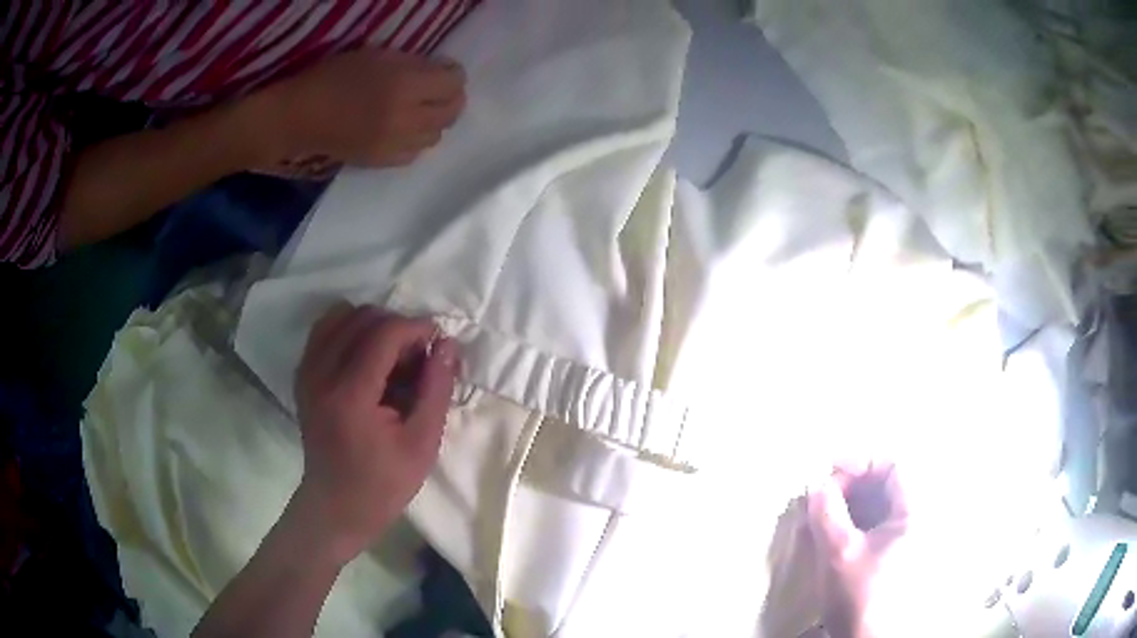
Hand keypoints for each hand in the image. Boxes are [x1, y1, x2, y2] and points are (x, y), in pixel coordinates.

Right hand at [240, 50, 465, 168]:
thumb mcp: (377, 55)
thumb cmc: (333, 76)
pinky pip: (415, 154)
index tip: (444, 70)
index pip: (453, 84)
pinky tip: (403, 129)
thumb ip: (412, 63)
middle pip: (451, 112)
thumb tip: (439, 72)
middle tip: (439, 90)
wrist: (299, 117)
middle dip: (452, 98)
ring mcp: (394, 144)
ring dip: (434, 120)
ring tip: (419, 109)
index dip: (453, 74)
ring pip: (436, 135)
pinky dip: (416, 140)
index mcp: (404, 85)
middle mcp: (406, 118)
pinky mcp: (381, 162)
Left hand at [291, 304, 459, 564]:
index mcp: (350, 395)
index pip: (384, 333)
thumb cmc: (383, 483)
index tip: (439, 342)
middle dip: (396, 327)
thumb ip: (436, 389)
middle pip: (362, 317)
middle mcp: (321, 374)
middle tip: (416, 358)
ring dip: (372, 326)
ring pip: (340, 316)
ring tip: (390, 357)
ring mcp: (306, 372)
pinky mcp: (302, 375)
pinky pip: (325, 331)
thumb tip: (448, 344)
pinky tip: (366, 359)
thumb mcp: (422, 443)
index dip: (417, 328)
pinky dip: (349, 331)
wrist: (336, 506)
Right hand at [808, 463, 908, 637]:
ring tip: (820, 517)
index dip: (860, 462)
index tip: (828, 471)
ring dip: (849, 505)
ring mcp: (907, 538)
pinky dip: (853, 522)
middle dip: (850, 485)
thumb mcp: (838, 552)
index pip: (893, 466)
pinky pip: (876, 524)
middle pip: (886, 483)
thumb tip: (817, 484)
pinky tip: (831, 534)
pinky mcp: (894, 553)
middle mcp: (917, 519)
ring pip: (879, 505)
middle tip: (820, 497)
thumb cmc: (859, 595)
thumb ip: (827, 512)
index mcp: (915, 512)